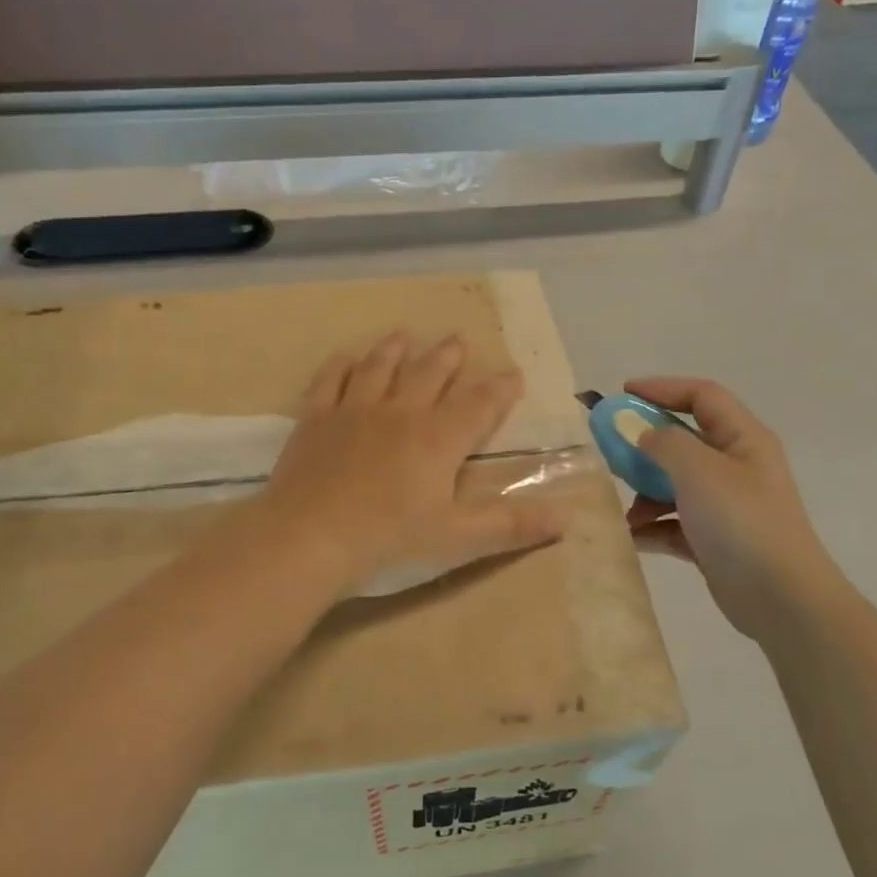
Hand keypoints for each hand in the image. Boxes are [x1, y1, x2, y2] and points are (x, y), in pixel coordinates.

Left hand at [257, 334, 567, 599]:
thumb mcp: (458, 539)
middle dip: (447, 357)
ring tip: (404, 336)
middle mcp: (400, 413)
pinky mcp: (315, 420)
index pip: (478, 405)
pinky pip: (329, 381)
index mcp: (438, 439)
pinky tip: (345, 358)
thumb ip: (512, 525)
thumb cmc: (389, 541)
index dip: (499, 390)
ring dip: (395, 351)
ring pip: (379, 368)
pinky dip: (340, 366)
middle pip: (429, 375)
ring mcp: (353, 411)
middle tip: (458, 340)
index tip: (513, 374)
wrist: (308, 539)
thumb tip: (567, 519)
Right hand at [623, 377, 830, 640]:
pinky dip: (654, 527)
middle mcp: (736, 466)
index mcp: (743, 439)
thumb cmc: (741, 522)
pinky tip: (634, 537)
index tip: (622, 394)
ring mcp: (726, 505)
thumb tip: (642, 433)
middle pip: (684, 441)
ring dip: (646, 493)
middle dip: (645, 446)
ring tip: (624, 510)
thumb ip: (664, 443)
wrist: (781, 598)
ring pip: (676, 484)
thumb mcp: (700, 471)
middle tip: (610, 452)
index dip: (662, 388)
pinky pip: (675, 523)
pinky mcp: (715, 540)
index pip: (702, 396)